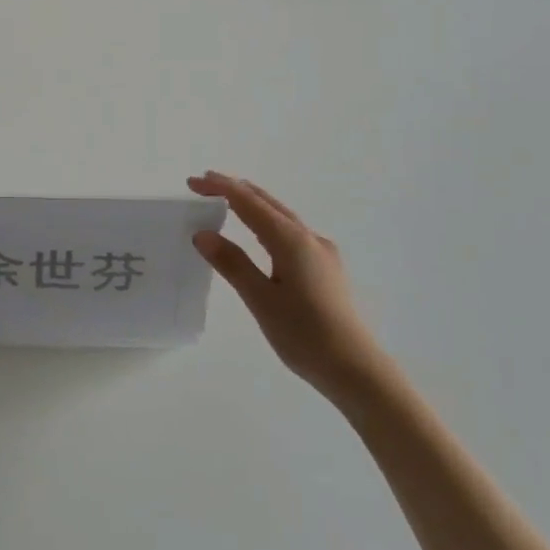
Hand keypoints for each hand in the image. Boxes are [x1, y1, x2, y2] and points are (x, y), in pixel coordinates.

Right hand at [188, 172, 385, 407]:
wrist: (355, 368)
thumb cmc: (304, 335)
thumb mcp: (261, 299)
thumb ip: (232, 263)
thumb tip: (203, 234)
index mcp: (291, 241)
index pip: (249, 203)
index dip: (221, 188)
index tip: (193, 181)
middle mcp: (309, 238)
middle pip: (268, 203)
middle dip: (236, 190)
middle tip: (204, 185)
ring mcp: (322, 252)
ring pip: (282, 217)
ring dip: (253, 205)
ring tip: (227, 202)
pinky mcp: (326, 268)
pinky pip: (291, 233)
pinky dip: (268, 223)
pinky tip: (261, 236)